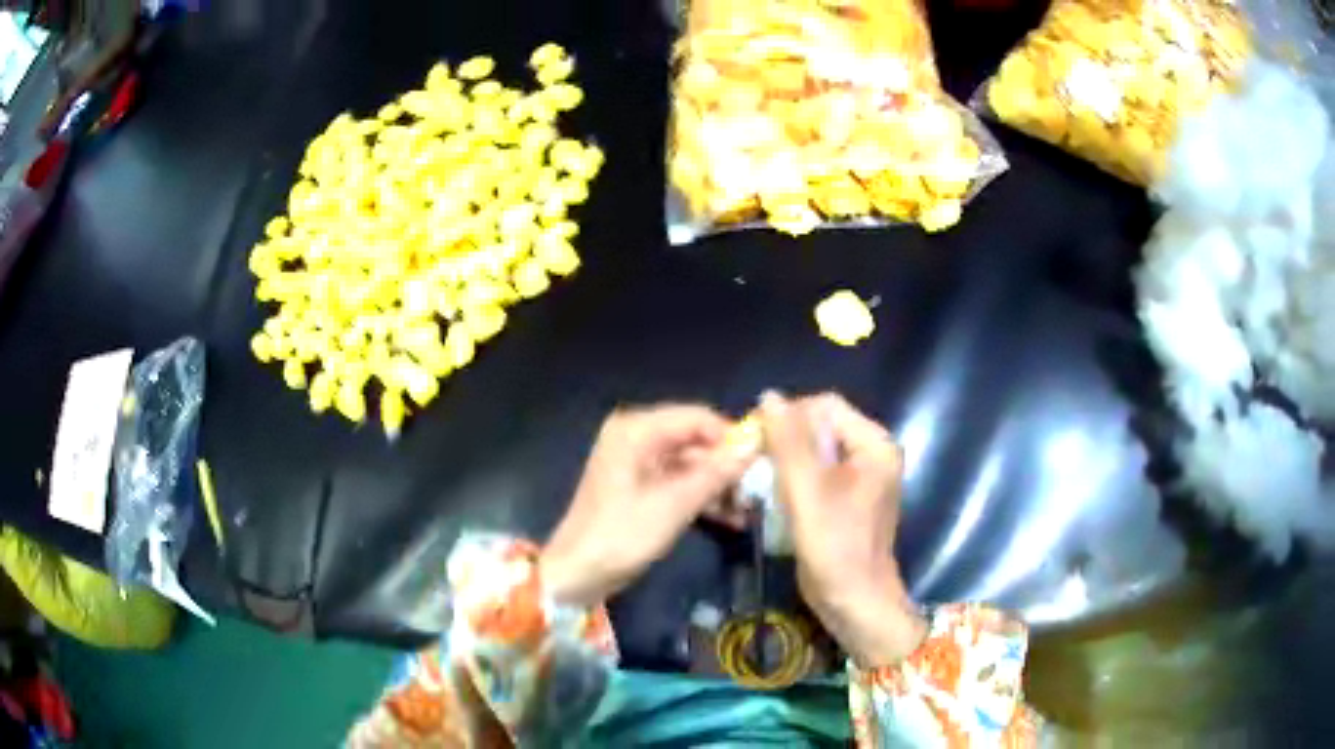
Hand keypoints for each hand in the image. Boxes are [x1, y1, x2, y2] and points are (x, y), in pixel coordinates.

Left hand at [540, 404, 751, 606]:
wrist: (577, 574)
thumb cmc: (622, 535)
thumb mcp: (674, 505)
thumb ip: (716, 473)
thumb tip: (756, 445)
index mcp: (636, 430)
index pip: (697, 418)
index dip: (732, 436)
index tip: (764, 461)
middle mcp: (636, 437)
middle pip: (695, 441)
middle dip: (727, 466)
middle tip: (759, 492)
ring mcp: (637, 463)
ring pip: (691, 464)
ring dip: (719, 486)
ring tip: (749, 511)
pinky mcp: (639, 487)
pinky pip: (678, 482)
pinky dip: (701, 497)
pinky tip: (731, 519)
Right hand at [759, 392, 926, 666]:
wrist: (854, 603)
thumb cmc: (835, 547)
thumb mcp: (807, 491)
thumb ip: (788, 442)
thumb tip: (769, 396)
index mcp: (874, 444)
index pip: (825, 406)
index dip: (789, 417)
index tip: (757, 441)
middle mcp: (871, 454)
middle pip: (820, 427)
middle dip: (785, 441)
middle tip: (755, 463)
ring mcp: (860, 478)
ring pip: (814, 451)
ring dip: (785, 462)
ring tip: (759, 480)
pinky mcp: (846, 500)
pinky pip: (816, 474)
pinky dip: (793, 480)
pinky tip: (772, 496)